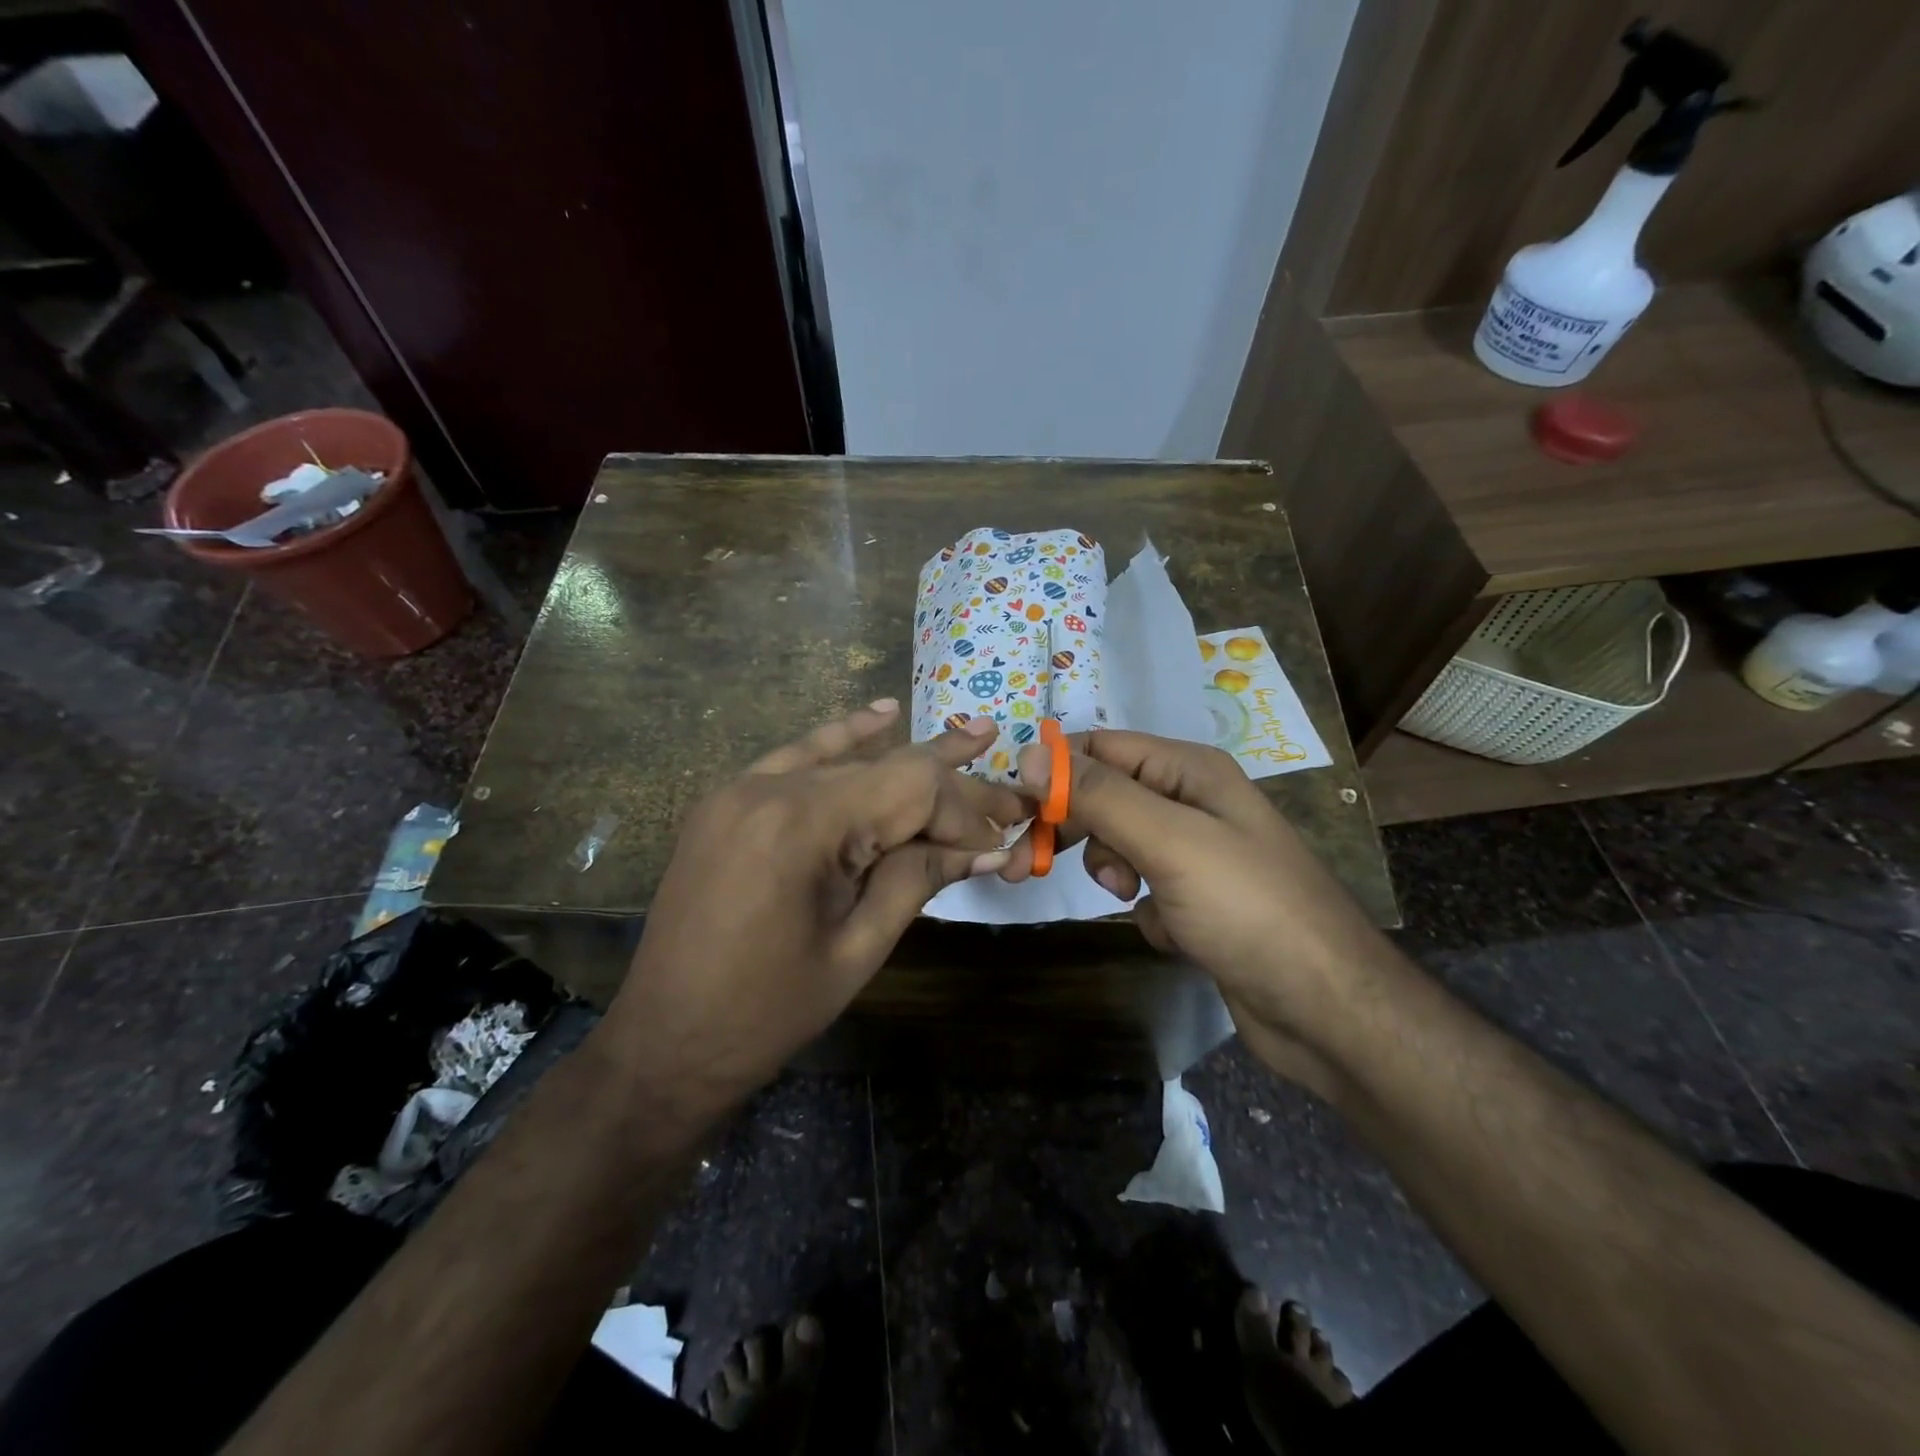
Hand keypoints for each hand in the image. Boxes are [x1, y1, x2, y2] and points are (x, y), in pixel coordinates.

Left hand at [606, 701, 1021, 1107]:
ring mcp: (742, 788)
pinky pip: (795, 758)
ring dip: (906, 757)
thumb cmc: (767, 1012)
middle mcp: (770, 788)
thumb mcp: (857, 949)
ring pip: (845, 760)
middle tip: (1007, 788)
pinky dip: (841, 739)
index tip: (1003, 839)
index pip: (910, 788)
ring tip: (972, 735)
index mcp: (802, 826)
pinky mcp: (728, 801)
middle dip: (948, 786)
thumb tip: (986, 847)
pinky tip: (881, 715)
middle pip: (883, 770)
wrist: (664, 1042)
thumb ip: (918, 881)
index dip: (964, 810)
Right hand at [999, 730, 1383, 1086]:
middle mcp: (1193, 802)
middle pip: (1105, 796)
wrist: (1326, 1011)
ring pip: (1119, 845)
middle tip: (1025, 862)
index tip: (1016, 811)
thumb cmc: (1248, 909)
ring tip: (1131, 896)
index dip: (1055, 773)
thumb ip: (1099, 795)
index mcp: (1190, 771)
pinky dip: (1146, 908)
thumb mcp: (1169, 841)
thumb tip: (1030, 754)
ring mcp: (1197, 854)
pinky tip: (1174, 933)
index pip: (1101, 749)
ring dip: (1112, 869)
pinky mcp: (1197, 901)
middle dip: (1071, 827)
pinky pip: (1144, 889)